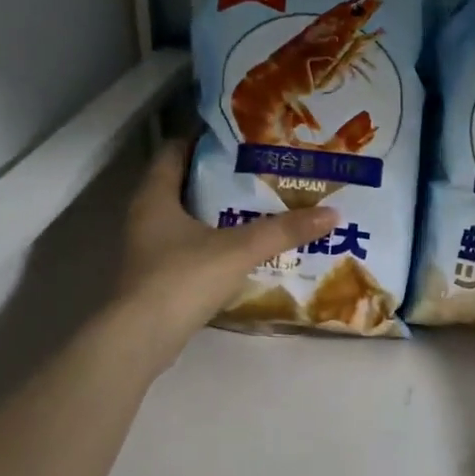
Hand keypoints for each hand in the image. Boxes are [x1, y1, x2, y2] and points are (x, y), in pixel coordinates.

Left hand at [111, 140, 337, 366]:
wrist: (142, 338)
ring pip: (185, 220)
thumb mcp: (239, 249)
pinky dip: (212, 244)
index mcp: (155, 196)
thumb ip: (283, 230)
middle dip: (219, 178)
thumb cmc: (182, 278)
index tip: (240, 137)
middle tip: (259, 172)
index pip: (174, 150)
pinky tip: (242, 251)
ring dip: (217, 214)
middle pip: (182, 184)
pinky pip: (187, 249)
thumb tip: (332, 213)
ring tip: (258, 208)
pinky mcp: (157, 278)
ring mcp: (148, 249)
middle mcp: (145, 216)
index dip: (204, 139)